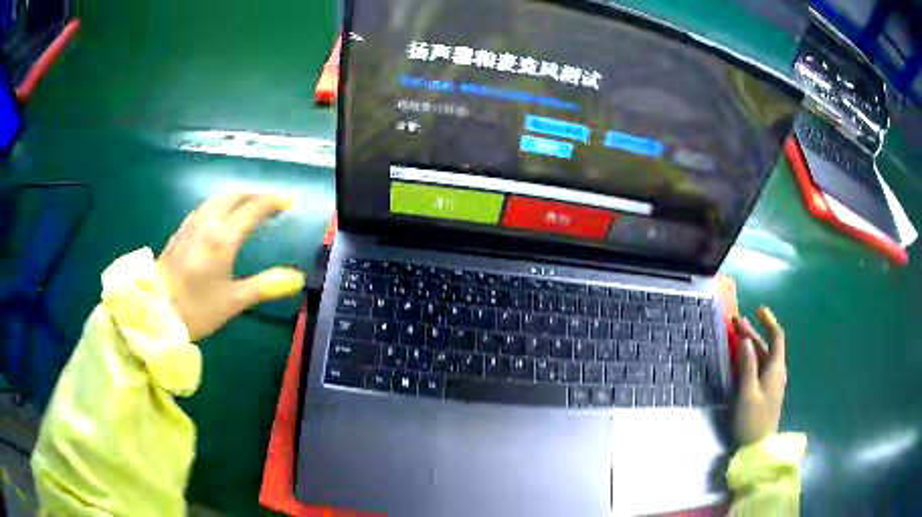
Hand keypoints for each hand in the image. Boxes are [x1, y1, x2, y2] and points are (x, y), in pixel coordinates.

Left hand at [157, 193, 305, 340]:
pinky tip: (219, 216)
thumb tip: (297, 278)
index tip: (289, 203)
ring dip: (237, 197)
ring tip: (248, 204)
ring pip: (217, 199)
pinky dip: (220, 204)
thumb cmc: (196, 309)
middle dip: (255, 194)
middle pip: (234, 196)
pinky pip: (205, 207)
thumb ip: (265, 286)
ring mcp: (190, 225)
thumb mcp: (233, 301)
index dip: (273, 203)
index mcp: (223, 238)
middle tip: (271, 201)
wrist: (154, 312)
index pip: (253, 209)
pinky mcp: (180, 232)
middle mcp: (207, 223)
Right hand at [733, 306, 786, 445]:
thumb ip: (747, 366)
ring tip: (737, 334)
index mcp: (775, 369)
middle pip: (767, 346)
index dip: (769, 322)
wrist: (759, 447)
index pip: (777, 338)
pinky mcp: (765, 391)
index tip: (758, 309)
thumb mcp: (748, 393)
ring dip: (751, 344)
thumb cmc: (753, 420)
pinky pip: (759, 367)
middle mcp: (776, 372)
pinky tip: (741, 357)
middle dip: (754, 332)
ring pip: (763, 357)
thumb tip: (745, 340)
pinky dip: (751, 358)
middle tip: (736, 321)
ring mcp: (771, 383)